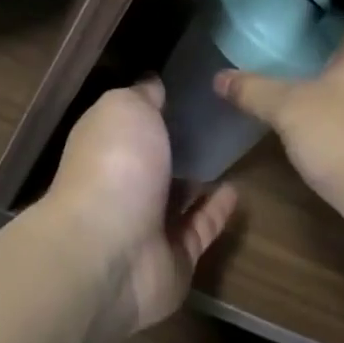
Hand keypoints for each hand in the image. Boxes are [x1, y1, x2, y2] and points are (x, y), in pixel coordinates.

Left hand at [45, 80, 237, 334]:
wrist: (111, 251)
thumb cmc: (116, 165)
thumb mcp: (125, 108)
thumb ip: (142, 96)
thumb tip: (153, 84)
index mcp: (105, 145)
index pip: (131, 121)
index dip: (156, 104)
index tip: (190, 87)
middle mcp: (122, 183)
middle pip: (156, 160)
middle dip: (180, 143)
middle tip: (221, 119)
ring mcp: (147, 224)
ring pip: (178, 197)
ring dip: (200, 178)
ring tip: (233, 152)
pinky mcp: (175, 258)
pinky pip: (200, 229)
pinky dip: (217, 210)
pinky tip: (238, 189)